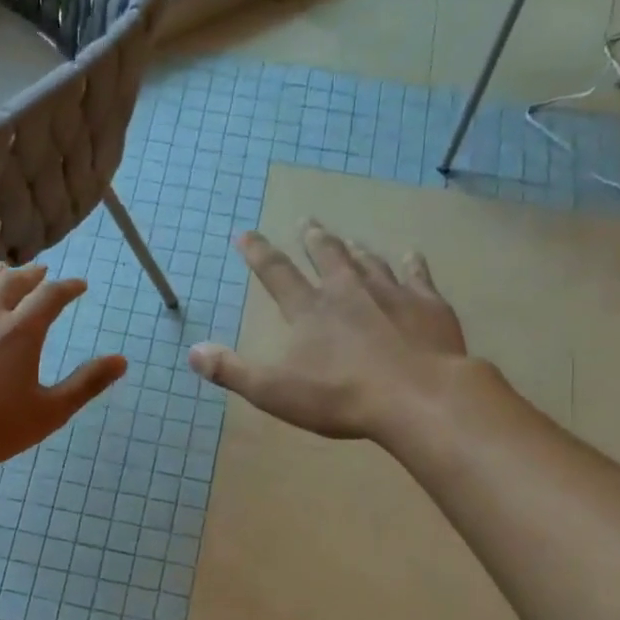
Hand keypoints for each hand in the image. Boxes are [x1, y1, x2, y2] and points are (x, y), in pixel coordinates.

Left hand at [0, 260, 127, 464]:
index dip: (68, 287)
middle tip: (41, 272)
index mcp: (21, 332)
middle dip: (31, 276)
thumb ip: (86, 384)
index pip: (51, 297)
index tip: (78, 285)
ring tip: (2, 268)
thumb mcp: (48, 412)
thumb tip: (122, 360)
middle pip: (12, 284)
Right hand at [188, 222, 471, 441]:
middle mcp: (347, 291)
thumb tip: (193, 351)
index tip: (245, 233)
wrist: (417, 397)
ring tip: (349, 240)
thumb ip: (231, 370)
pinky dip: (411, 263)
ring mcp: (391, 293)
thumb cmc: (340, 397)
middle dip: (312, 239)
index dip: (257, 252)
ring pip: (369, 262)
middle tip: (306, 222)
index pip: (276, 273)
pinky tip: (411, 254)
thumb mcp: (273, 391)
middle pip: (327, 255)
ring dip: (355, 249)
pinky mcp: (427, 305)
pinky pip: (417, 275)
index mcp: (309, 310)